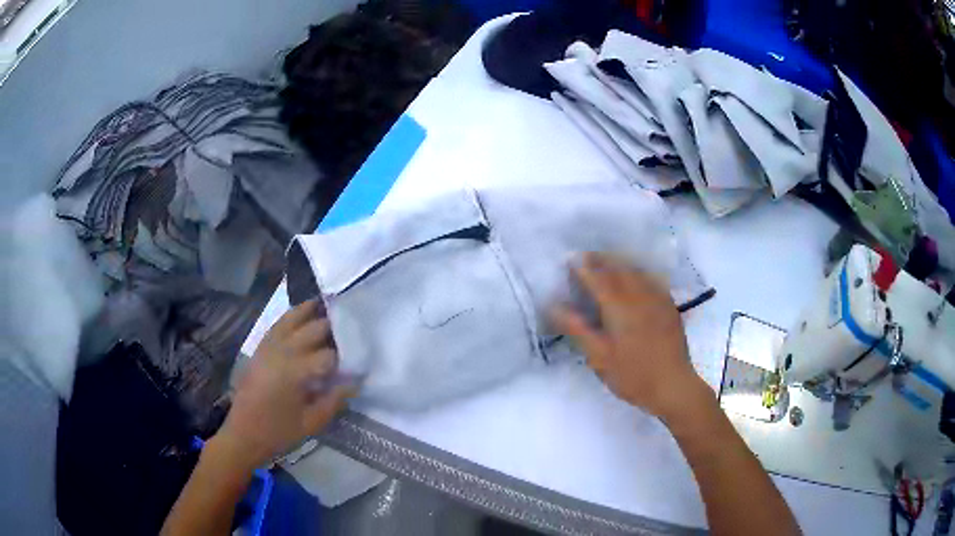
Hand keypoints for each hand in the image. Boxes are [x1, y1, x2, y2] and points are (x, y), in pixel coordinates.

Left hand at [214, 300, 355, 469]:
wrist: (243, 434)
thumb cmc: (279, 432)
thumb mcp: (312, 423)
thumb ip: (334, 400)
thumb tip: (355, 382)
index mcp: (295, 372)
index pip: (329, 355)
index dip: (347, 357)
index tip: (360, 361)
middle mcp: (282, 352)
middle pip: (314, 329)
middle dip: (334, 328)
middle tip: (351, 331)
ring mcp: (269, 347)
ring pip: (293, 319)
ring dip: (312, 312)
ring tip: (328, 305)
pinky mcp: (260, 348)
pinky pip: (278, 324)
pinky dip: (292, 315)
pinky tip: (302, 314)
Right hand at [552, 253, 712, 422]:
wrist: (672, 385)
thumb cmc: (632, 375)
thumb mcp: (599, 357)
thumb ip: (577, 329)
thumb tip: (554, 306)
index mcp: (618, 307)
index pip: (597, 280)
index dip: (583, 268)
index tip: (570, 260)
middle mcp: (639, 296)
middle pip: (618, 270)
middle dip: (602, 260)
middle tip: (587, 256)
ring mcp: (657, 300)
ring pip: (637, 272)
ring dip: (621, 262)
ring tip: (609, 260)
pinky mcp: (669, 307)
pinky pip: (653, 280)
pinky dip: (641, 272)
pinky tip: (639, 276)